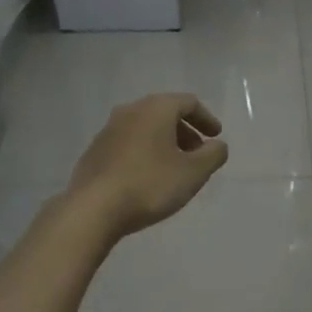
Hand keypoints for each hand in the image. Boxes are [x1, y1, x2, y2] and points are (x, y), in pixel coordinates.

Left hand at [66, 93, 229, 241]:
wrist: (93, 209)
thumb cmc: (150, 185)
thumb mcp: (193, 173)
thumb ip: (213, 155)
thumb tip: (218, 145)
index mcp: (155, 109)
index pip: (188, 103)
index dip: (206, 119)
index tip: (216, 136)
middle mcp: (130, 111)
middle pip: (165, 113)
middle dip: (185, 132)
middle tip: (198, 154)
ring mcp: (108, 130)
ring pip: (145, 128)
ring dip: (164, 143)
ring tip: (175, 168)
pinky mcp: (95, 151)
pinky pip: (128, 144)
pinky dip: (145, 152)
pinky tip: (148, 177)